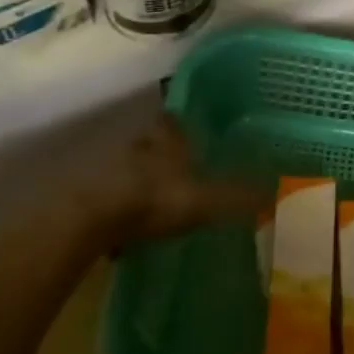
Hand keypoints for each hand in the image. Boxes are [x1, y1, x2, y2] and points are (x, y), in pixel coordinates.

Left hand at [69, 117, 261, 251]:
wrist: (84, 220)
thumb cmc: (152, 199)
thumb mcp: (204, 200)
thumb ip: (237, 197)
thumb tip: (273, 193)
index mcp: (165, 136)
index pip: (175, 120)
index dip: (184, 130)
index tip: (193, 140)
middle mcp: (135, 141)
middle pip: (150, 143)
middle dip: (161, 158)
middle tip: (176, 177)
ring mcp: (104, 164)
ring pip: (126, 168)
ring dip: (135, 183)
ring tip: (150, 207)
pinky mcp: (81, 191)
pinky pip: (104, 196)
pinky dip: (113, 210)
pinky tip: (122, 233)